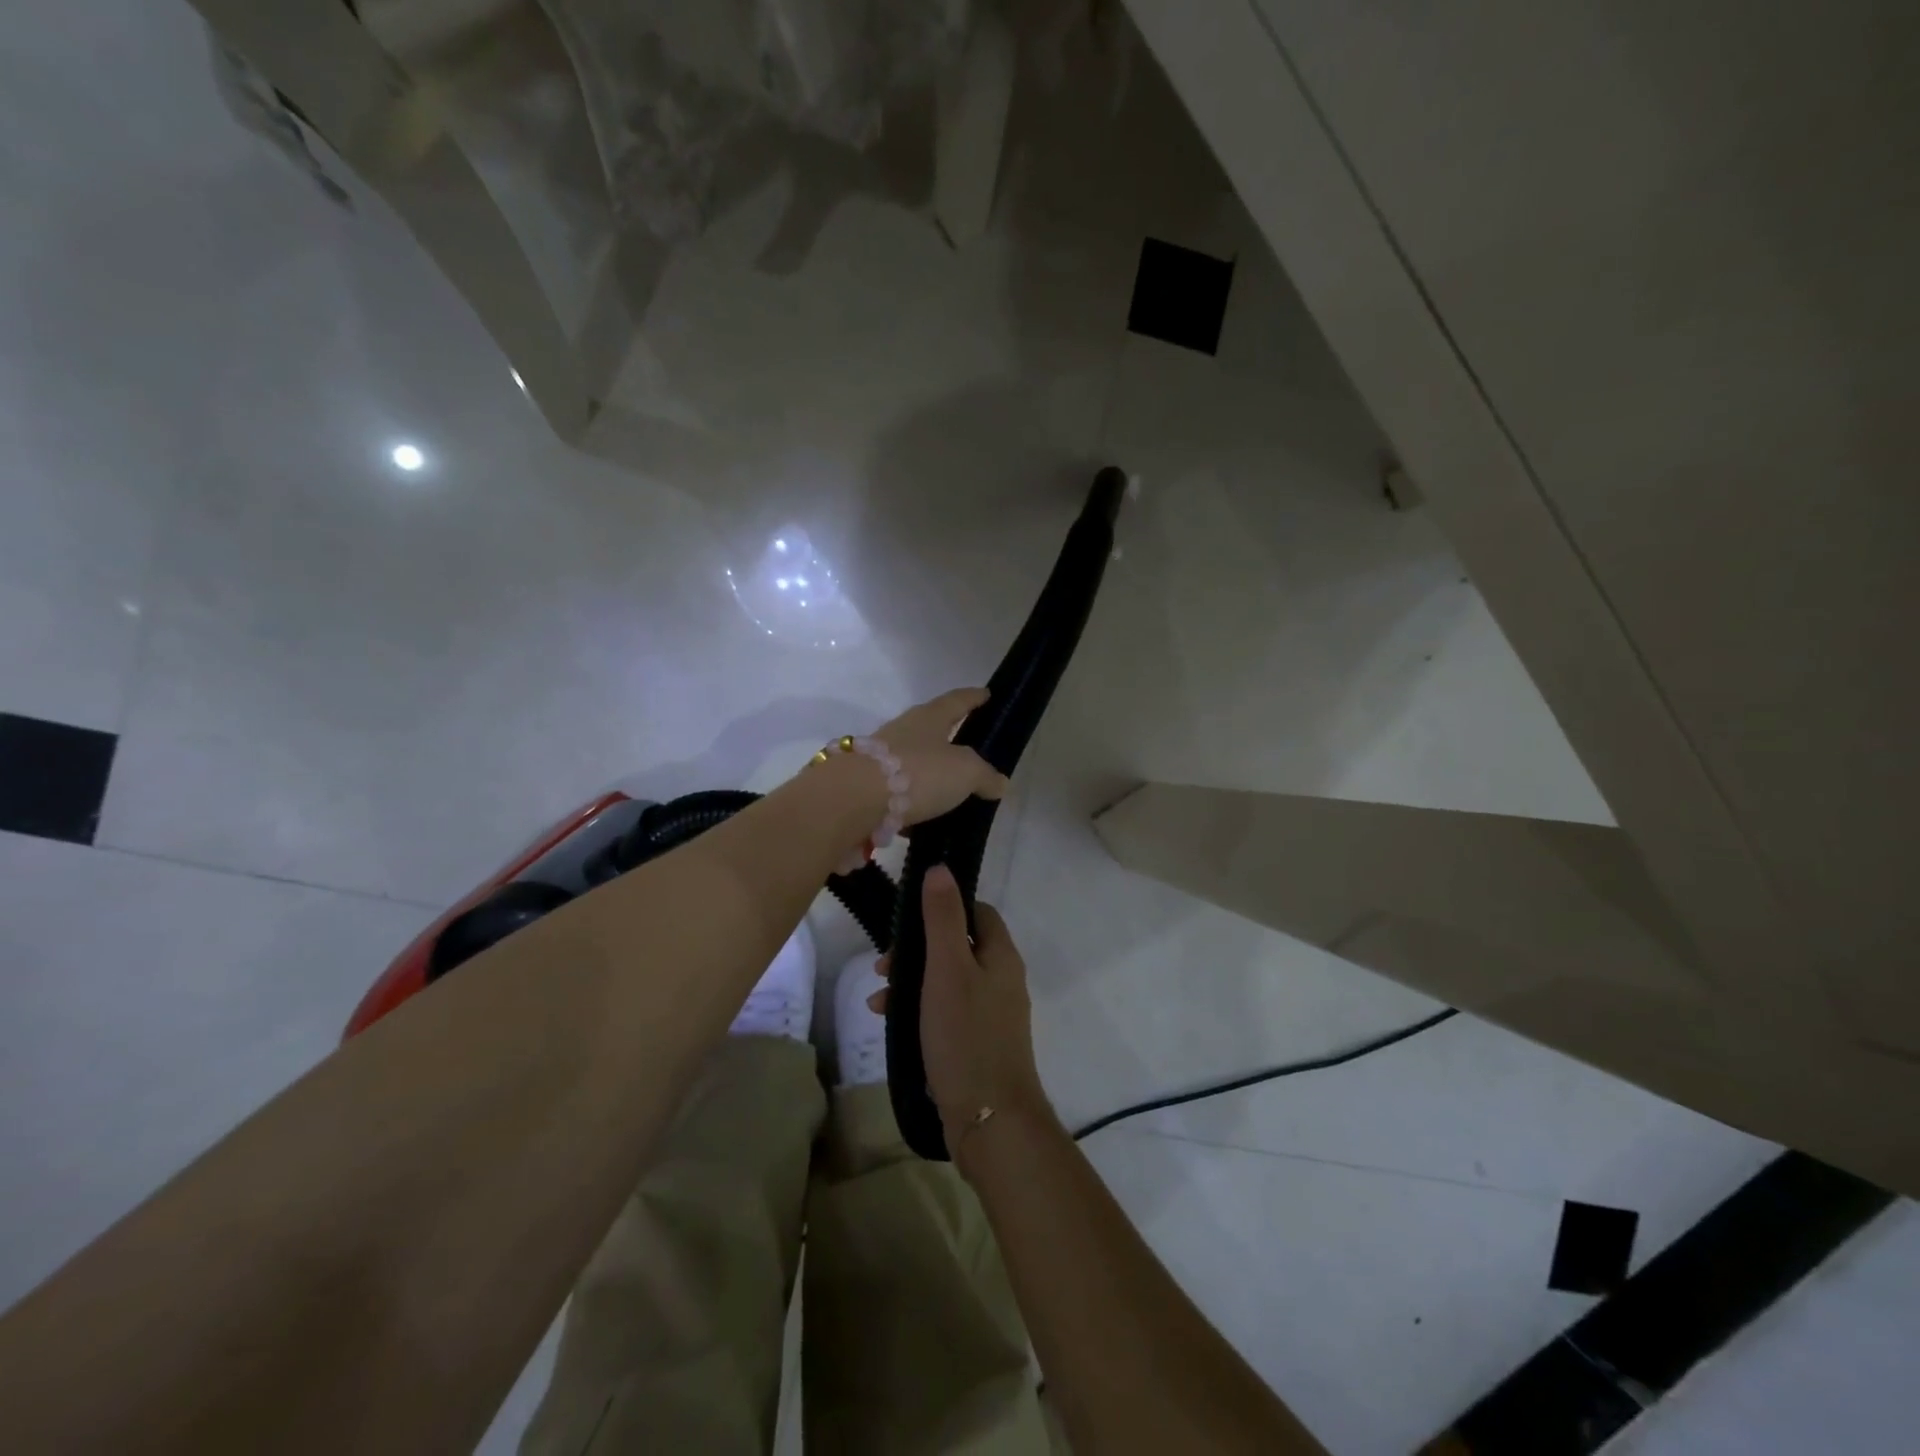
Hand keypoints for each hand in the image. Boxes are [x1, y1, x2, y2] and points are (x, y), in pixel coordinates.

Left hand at [871, 688, 1010, 826]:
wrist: (853, 799)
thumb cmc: (918, 773)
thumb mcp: (965, 773)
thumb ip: (985, 776)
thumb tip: (1000, 782)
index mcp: (929, 718)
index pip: (956, 701)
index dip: (973, 698)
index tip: (986, 693)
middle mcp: (902, 730)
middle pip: (930, 728)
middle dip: (948, 737)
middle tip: (968, 748)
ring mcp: (879, 757)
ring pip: (911, 761)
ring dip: (928, 773)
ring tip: (948, 791)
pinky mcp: (866, 785)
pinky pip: (896, 790)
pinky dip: (910, 801)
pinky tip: (921, 819)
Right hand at [873, 865, 1053, 1168]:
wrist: (990, 1119)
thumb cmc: (966, 1035)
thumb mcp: (947, 969)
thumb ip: (942, 918)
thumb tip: (941, 868)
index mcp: (1001, 956)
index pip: (977, 912)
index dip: (945, 907)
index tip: (908, 918)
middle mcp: (1002, 980)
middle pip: (958, 946)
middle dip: (918, 949)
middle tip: (883, 962)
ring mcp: (992, 1014)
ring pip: (948, 981)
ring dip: (912, 982)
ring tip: (878, 998)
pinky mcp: (979, 1043)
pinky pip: (947, 1011)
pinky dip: (920, 1010)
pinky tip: (890, 1023)